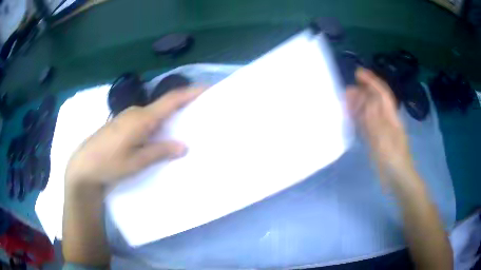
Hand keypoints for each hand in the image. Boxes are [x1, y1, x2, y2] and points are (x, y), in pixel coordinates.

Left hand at [65, 87, 203, 187]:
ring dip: (170, 115)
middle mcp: (136, 112)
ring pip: (154, 112)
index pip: (171, 100)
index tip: (208, 88)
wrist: (84, 165)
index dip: (190, 92)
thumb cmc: (109, 163)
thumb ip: (159, 151)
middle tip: (200, 112)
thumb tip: (183, 146)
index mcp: (142, 119)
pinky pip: (146, 118)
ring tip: (184, 125)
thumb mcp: (136, 162)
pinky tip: (161, 134)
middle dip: (183, 105)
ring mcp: (127, 116)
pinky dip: (158, 122)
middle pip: (164, 104)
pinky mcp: (123, 123)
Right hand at [346, 68, 413, 181]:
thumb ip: (375, 119)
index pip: (382, 94)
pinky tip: (351, 117)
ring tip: (345, 101)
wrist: (398, 179)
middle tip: (347, 91)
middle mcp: (386, 120)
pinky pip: (366, 125)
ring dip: (359, 105)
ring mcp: (381, 130)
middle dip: (362, 93)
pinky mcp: (376, 141)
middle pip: (374, 101)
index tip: (358, 73)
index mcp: (391, 117)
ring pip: (369, 113)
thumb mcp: (385, 139)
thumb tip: (367, 98)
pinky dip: (359, 119)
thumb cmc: (394, 160)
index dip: (371, 81)